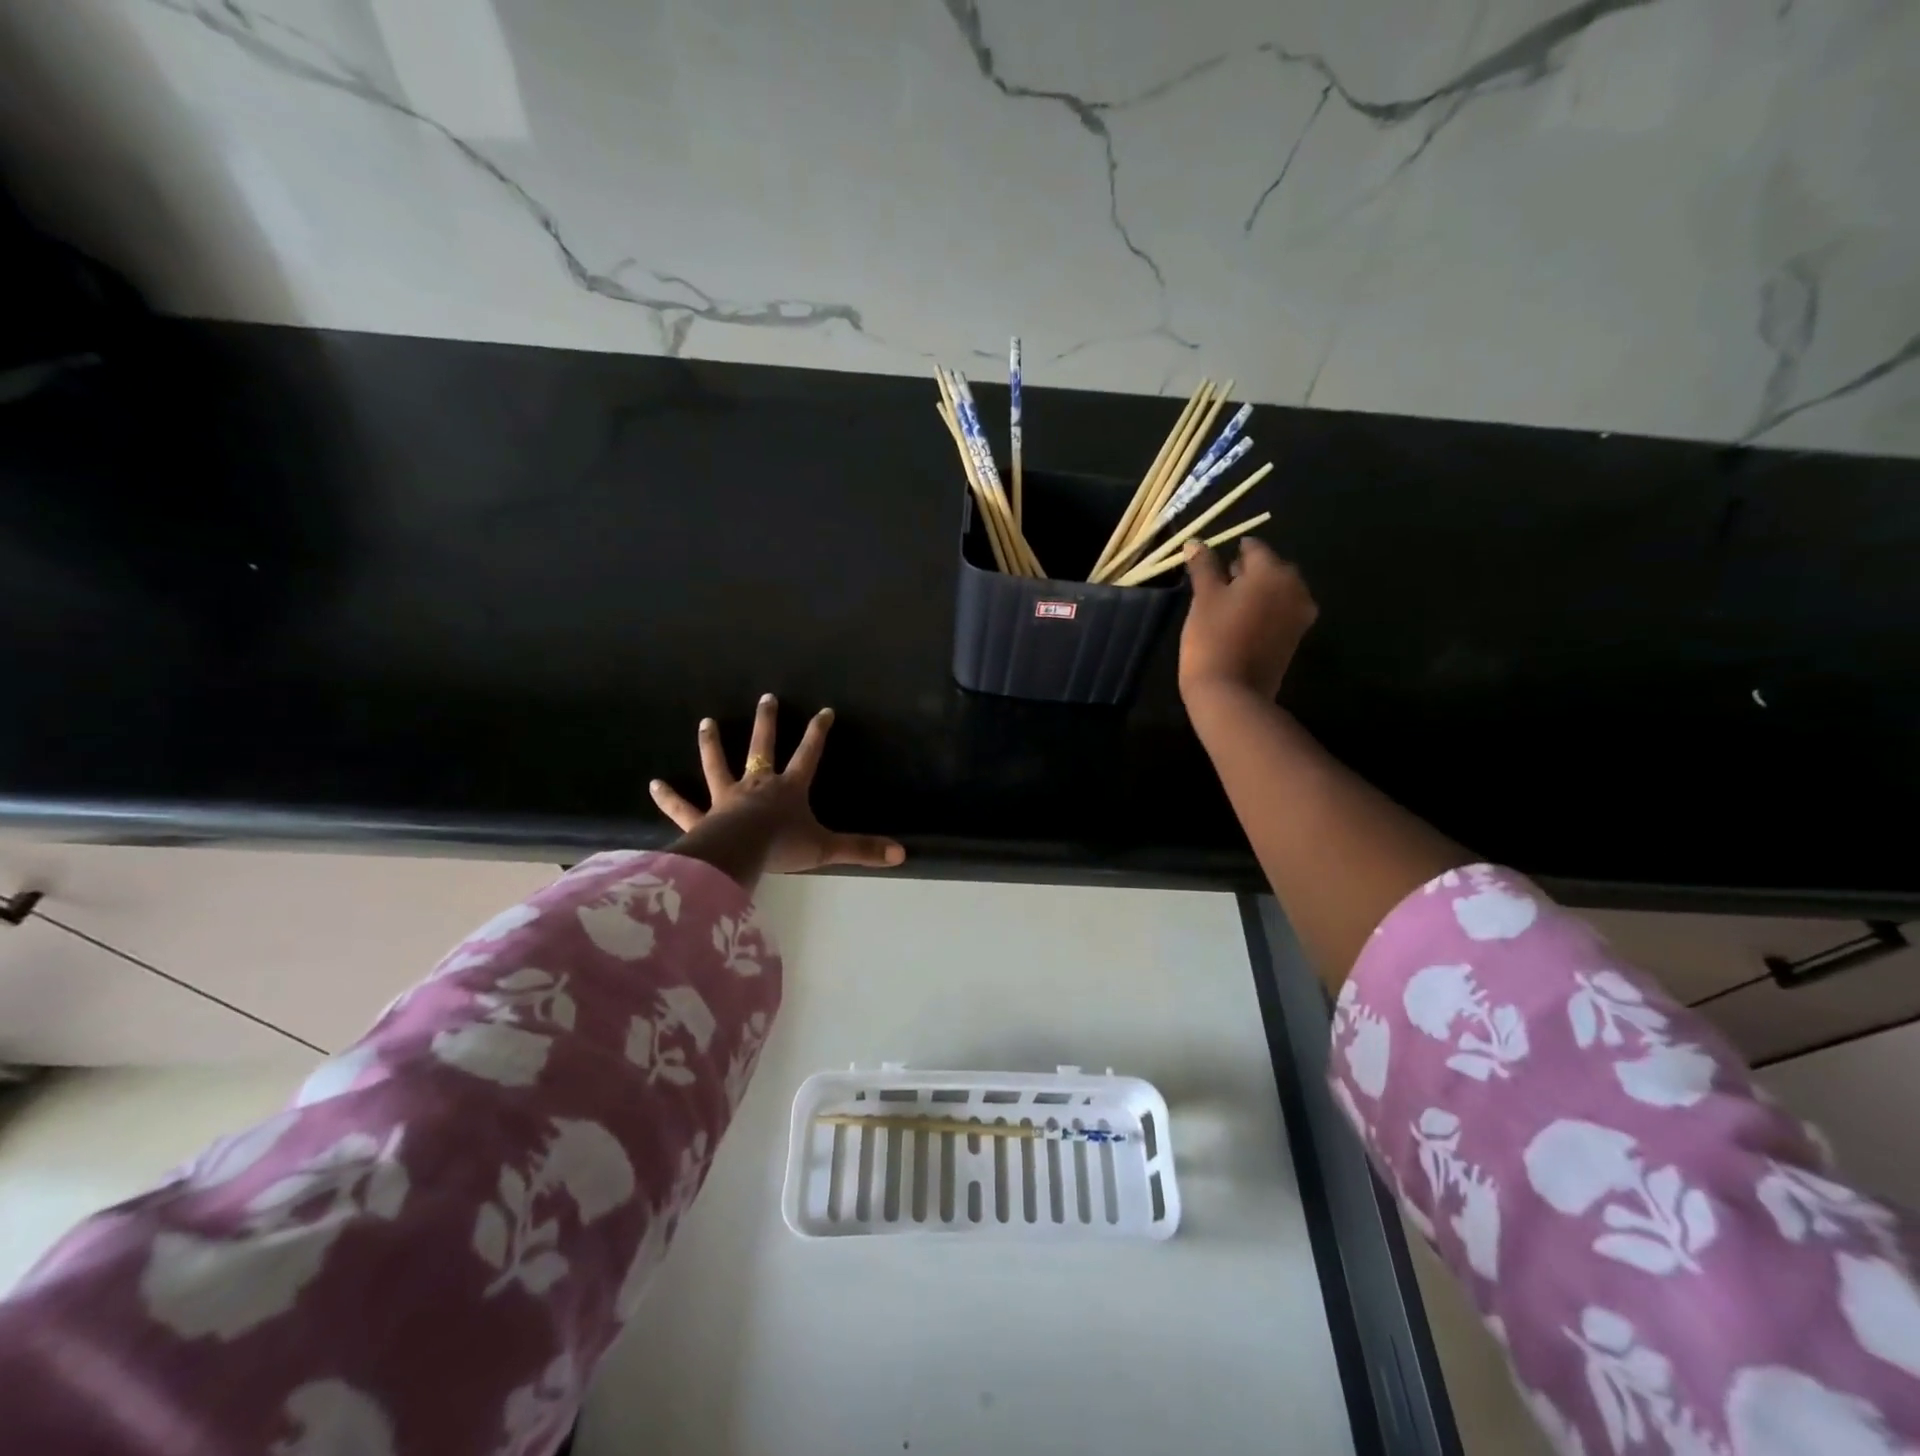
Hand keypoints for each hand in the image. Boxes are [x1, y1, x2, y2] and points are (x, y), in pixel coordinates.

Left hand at [649, 694, 905, 875]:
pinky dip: (669, 798)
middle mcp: (757, 786)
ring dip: (712, 744)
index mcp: (788, 789)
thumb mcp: (827, 849)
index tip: (824, 711)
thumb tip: (902, 854)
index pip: (808, 754)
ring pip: (718, 766)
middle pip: (762, 748)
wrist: (739, 855)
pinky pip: (684, 807)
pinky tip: (654, 784)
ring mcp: (726, 799)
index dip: (818, 733)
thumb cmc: (783, 848)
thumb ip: (862, 850)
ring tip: (706, 722)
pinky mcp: (702, 818)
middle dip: (767, 723)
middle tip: (766, 697)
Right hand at [1178, 538, 1318, 702]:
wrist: (1231, 693)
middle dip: (1247, 572)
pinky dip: (1265, 611)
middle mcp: (1295, 587)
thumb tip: (1195, 542)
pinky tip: (1242, 623)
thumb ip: (1203, 566)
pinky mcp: (1296, 637)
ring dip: (1257, 592)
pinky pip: (1281, 612)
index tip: (1212, 564)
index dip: (1231, 553)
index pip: (1253, 548)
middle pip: (1270, 568)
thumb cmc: (1212, 639)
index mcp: (1273, 571)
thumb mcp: (1203, 598)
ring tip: (1228, 607)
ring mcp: (1300, 614)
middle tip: (1218, 586)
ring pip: (1277, 591)